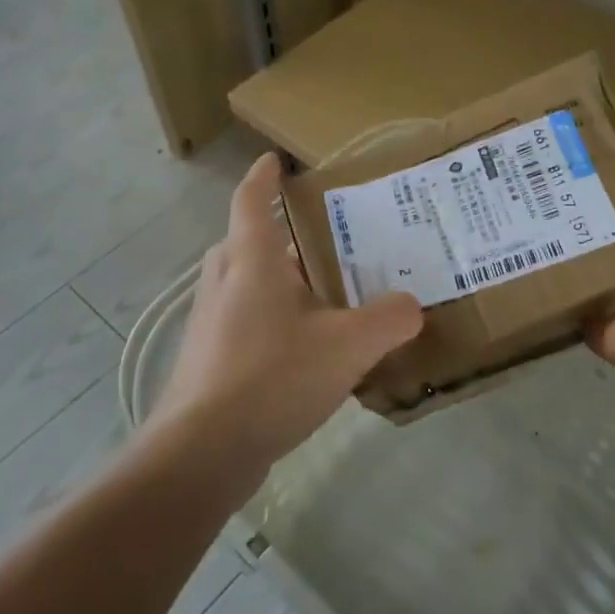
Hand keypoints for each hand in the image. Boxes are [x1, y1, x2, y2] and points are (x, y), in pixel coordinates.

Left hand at [151, 153, 422, 478]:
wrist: (203, 451)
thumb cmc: (272, 377)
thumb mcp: (347, 346)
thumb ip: (388, 320)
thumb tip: (411, 306)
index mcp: (251, 260)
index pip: (251, 200)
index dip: (264, 177)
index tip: (276, 161)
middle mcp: (223, 282)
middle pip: (247, 243)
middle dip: (280, 237)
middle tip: (324, 243)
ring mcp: (210, 323)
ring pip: (245, 286)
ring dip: (277, 284)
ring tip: (323, 298)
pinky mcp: (208, 361)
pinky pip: (243, 324)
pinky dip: (271, 323)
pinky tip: (304, 353)